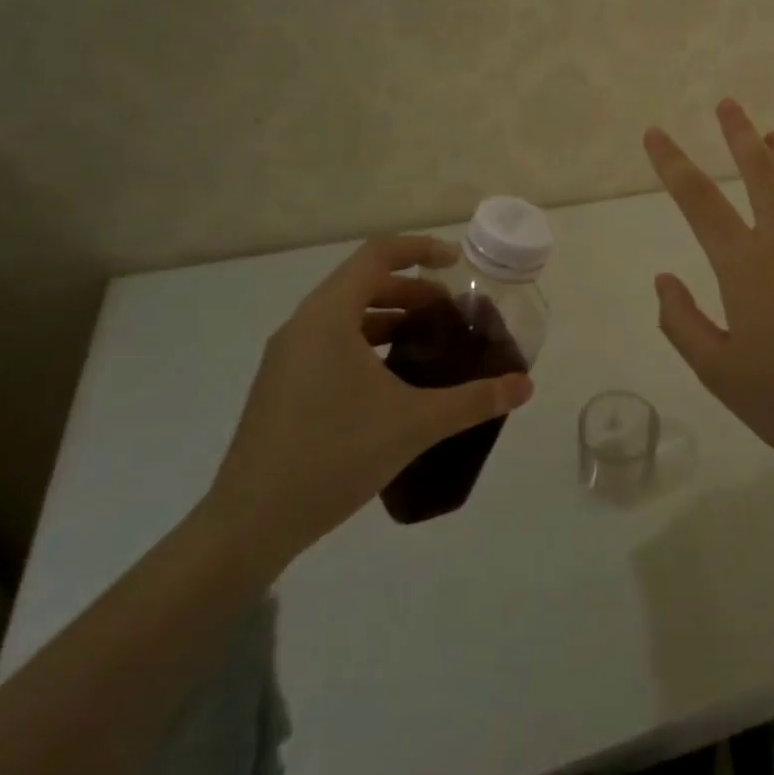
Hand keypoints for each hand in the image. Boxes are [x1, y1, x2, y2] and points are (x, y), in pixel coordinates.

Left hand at [203, 235, 533, 573]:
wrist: (248, 525)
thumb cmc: (333, 455)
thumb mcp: (414, 423)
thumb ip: (474, 399)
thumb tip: (525, 385)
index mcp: (328, 316)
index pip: (377, 255)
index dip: (420, 249)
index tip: (456, 264)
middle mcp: (303, 325)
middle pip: (362, 282)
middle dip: (411, 289)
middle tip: (450, 313)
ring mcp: (287, 357)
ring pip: (345, 314)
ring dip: (389, 316)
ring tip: (426, 342)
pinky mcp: (281, 385)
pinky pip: (330, 341)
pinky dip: (366, 342)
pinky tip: (391, 380)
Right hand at [643, 99, 773, 480]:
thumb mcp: (718, 371)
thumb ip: (682, 321)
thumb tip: (663, 279)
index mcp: (746, 265)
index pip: (699, 201)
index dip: (673, 163)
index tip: (656, 134)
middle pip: (761, 172)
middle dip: (739, 135)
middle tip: (728, 105)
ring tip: (772, 135)